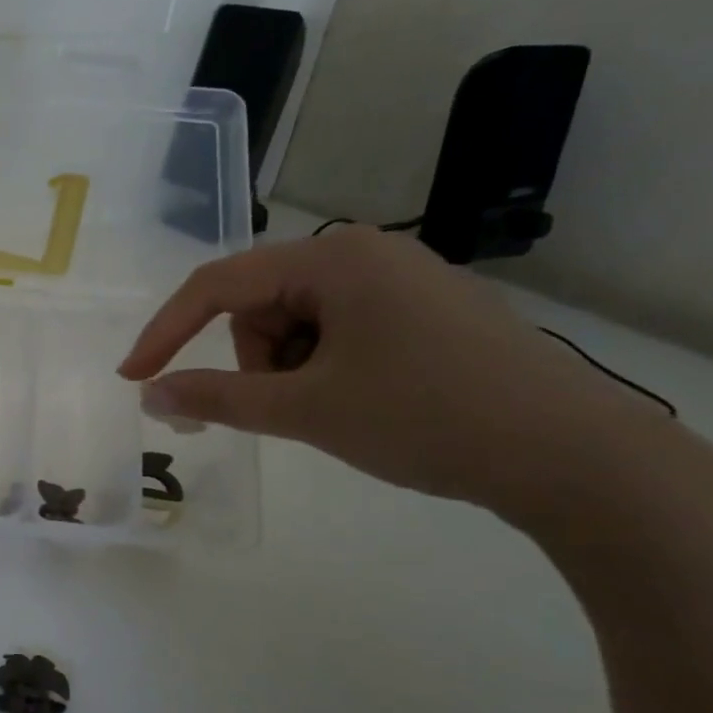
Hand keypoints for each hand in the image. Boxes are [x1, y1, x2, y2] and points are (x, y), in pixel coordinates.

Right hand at [118, 227, 670, 515]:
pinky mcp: (428, 312)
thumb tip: (150, 395)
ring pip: (299, 322)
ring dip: (290, 369)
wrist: (578, 459)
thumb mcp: (305, 409)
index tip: (135, 378)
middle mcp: (367, 253)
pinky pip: (341, 331)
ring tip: (333, 409)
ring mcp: (403, 280)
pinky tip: (364, 401)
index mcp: (334, 259)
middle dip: (255, 360)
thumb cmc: (426, 418)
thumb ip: (216, 398)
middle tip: (286, 408)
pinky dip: (326, 368)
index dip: (166, 332)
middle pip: (261, 304)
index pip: (218, 285)